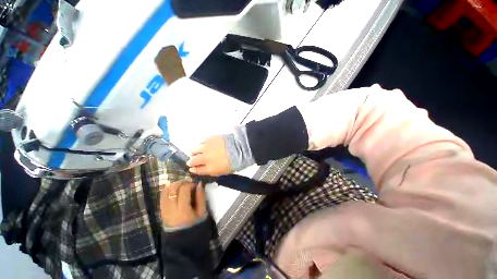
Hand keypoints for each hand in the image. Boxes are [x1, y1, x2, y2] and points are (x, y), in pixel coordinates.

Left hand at [160, 181, 205, 227]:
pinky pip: (162, 195)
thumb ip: (201, 196)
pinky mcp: (161, 210)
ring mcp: (164, 209)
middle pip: (173, 188)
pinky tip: (175, 190)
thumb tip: (199, 183)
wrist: (182, 240)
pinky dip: (169, 189)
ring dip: (175, 185)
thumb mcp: (202, 211)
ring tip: (182, 187)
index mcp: (182, 210)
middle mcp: (170, 208)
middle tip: (189, 185)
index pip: (184, 189)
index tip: (195, 186)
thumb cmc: (195, 224)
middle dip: (182, 183)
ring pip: (166, 190)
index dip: (190, 184)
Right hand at [187, 135, 230, 175]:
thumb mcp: (224, 171)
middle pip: (193, 161)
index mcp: (210, 169)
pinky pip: (201, 141)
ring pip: (194, 150)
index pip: (197, 170)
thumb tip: (206, 170)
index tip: (192, 169)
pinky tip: (203, 144)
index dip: (193, 170)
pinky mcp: (209, 138)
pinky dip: (201, 144)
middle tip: (191, 161)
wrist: (239, 148)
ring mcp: (206, 148)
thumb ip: (213, 171)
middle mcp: (205, 159)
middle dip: (191, 162)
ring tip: (195, 152)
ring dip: (194, 152)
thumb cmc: (234, 162)